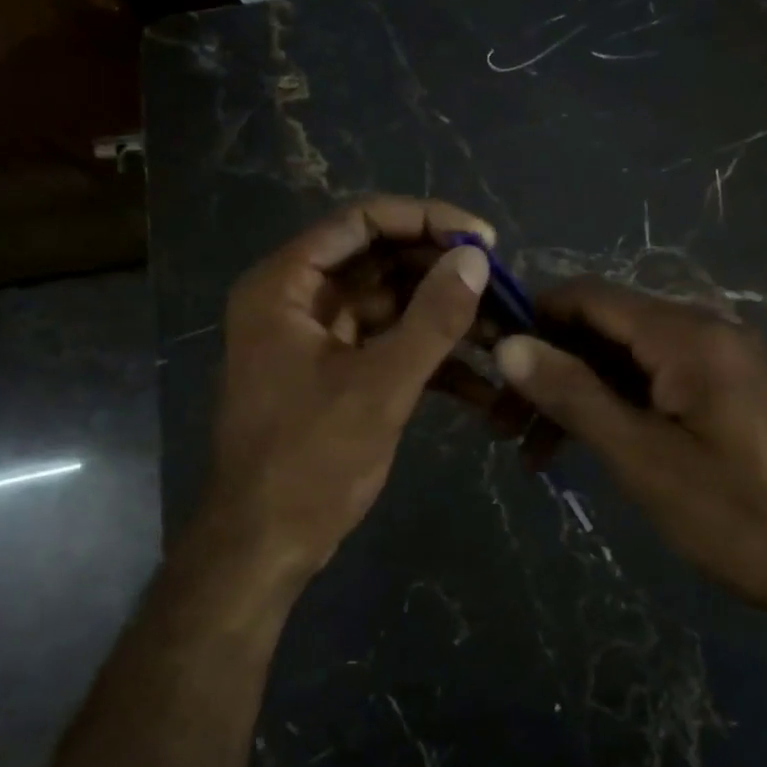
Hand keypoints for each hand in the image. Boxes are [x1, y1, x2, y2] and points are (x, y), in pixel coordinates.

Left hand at [202, 196, 491, 585]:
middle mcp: (297, 299)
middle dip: (441, 272)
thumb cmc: (310, 461)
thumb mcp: (380, 386)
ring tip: (501, 330)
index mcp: (286, 285)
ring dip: (443, 315)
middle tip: (500, 286)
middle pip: (379, 259)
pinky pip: (388, 344)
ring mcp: (317, 337)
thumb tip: (476, 257)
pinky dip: (429, 356)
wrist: (265, 546)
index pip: (361, 221)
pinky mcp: (336, 372)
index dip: (426, 220)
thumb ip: (433, 318)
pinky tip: (480, 383)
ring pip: (390, 303)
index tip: (483, 239)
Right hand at [493, 279, 766, 630]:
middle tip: (499, 423)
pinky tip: (582, 448)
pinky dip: (613, 408)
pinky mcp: (723, 391)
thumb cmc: (740, 517)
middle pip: (603, 327)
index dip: (531, 319)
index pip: (588, 297)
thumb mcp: (644, 459)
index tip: (485, 360)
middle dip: (548, 366)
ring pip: (624, 359)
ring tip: (531, 452)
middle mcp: (702, 331)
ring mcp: (716, 361)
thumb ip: (575, 395)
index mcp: (686, 335)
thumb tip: (509, 345)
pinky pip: (652, 382)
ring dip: (575, 394)